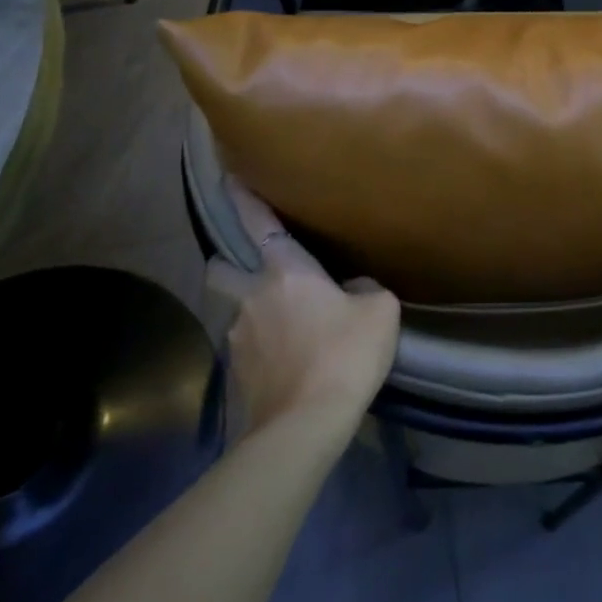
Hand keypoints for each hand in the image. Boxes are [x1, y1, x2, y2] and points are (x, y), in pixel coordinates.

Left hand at [206, 179, 401, 438]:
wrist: (306, 423)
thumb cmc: (346, 353)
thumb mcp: (380, 310)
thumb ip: (364, 289)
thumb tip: (350, 291)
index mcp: (286, 273)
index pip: (259, 225)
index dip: (244, 200)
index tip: (228, 179)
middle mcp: (253, 298)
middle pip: (221, 270)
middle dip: (228, 265)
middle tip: (254, 274)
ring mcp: (239, 337)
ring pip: (238, 313)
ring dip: (256, 314)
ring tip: (289, 332)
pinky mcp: (236, 374)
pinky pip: (248, 349)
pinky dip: (264, 350)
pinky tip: (289, 365)